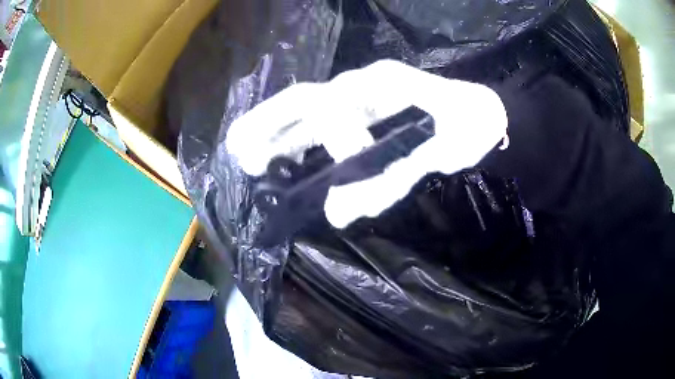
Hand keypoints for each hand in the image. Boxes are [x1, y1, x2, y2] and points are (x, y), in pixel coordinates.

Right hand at [226, 60, 507, 227]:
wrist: (483, 114)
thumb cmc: (469, 129)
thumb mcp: (440, 154)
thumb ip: (390, 182)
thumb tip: (337, 213)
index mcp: (383, 86)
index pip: (334, 106)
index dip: (328, 139)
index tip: (337, 178)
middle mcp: (364, 85)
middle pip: (305, 99)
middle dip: (268, 124)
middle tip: (240, 151)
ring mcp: (363, 95)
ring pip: (308, 109)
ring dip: (276, 130)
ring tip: (248, 153)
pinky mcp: (366, 109)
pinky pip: (323, 120)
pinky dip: (300, 137)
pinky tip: (286, 154)